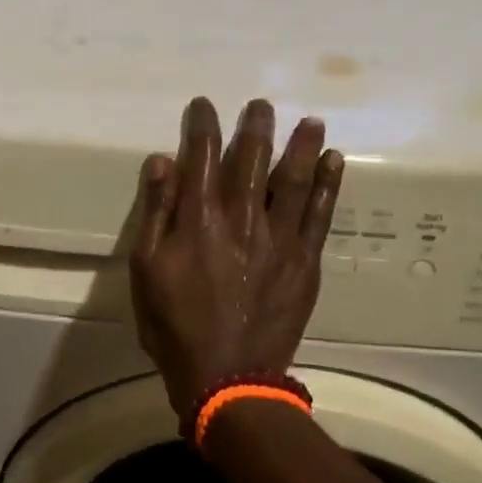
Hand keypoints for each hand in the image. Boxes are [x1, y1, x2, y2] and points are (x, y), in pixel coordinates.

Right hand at [129, 98, 343, 420]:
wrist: (227, 377)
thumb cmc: (175, 324)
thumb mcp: (147, 268)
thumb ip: (157, 211)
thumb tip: (163, 160)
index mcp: (200, 218)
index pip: (202, 155)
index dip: (204, 124)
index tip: (205, 104)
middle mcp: (243, 217)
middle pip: (252, 158)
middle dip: (257, 126)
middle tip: (261, 105)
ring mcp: (280, 238)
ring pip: (294, 178)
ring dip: (302, 145)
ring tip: (311, 120)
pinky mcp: (305, 261)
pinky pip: (320, 213)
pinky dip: (329, 184)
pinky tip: (335, 161)